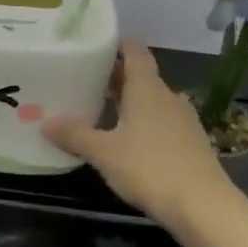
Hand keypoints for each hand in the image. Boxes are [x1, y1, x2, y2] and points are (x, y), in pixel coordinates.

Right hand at [44, 38, 232, 225]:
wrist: (202, 205)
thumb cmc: (149, 168)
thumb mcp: (104, 153)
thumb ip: (76, 135)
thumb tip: (45, 122)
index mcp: (147, 90)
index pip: (136, 54)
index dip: (120, 44)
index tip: (101, 41)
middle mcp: (168, 98)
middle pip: (143, 77)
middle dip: (118, 76)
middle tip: (90, 77)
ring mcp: (184, 120)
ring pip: (154, 100)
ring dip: (132, 100)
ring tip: (106, 107)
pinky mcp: (191, 143)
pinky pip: (164, 121)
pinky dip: (145, 121)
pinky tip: (131, 138)